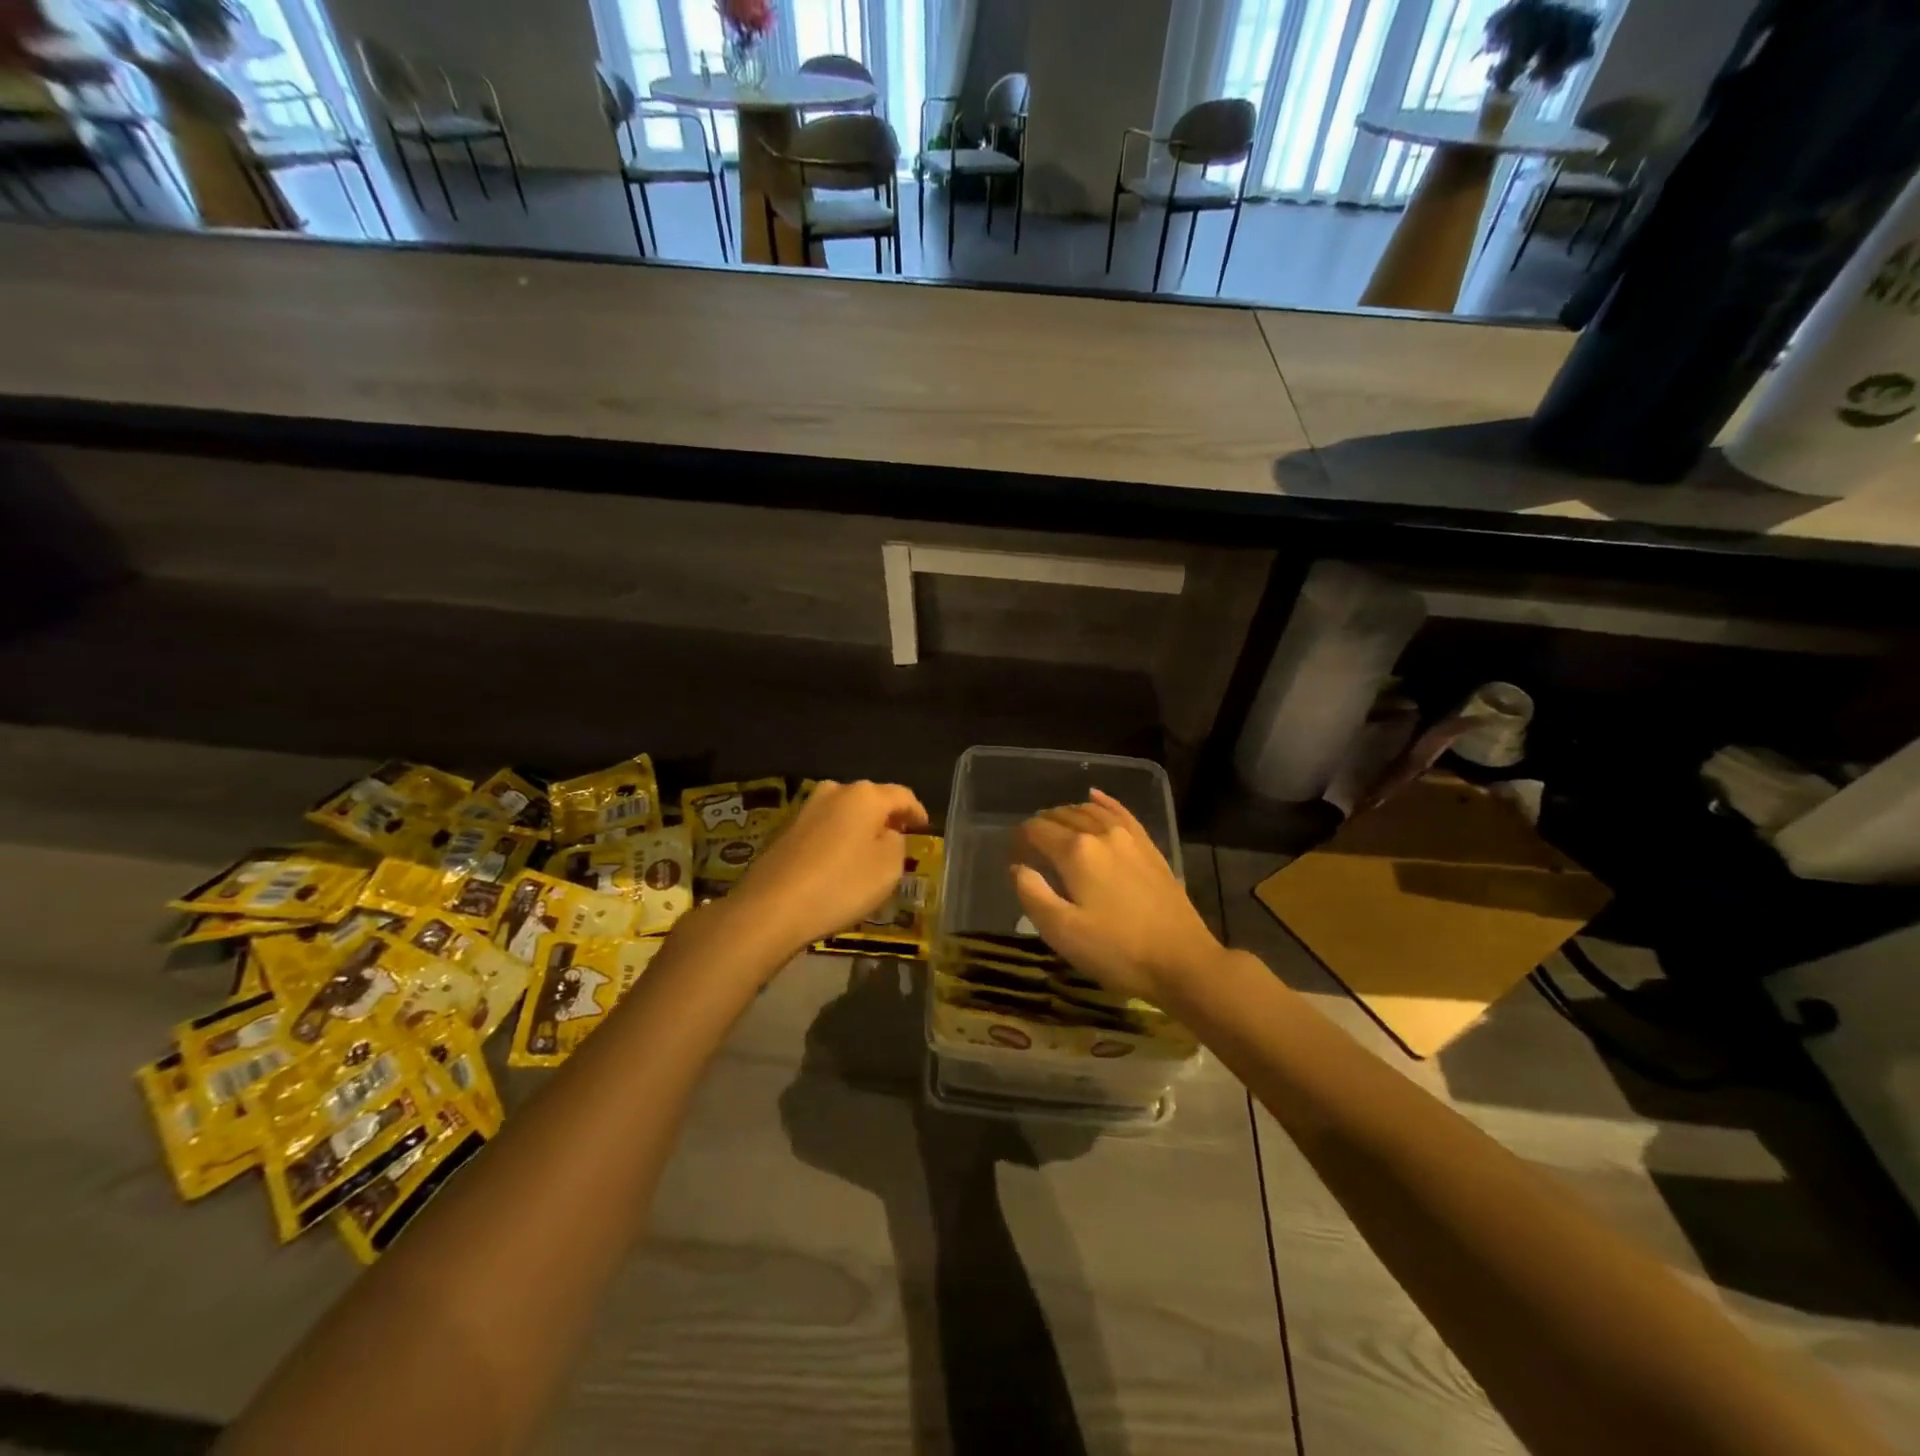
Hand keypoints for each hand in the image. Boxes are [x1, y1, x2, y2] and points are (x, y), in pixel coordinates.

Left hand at [729, 780, 928, 955]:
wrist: (772, 907)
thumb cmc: (841, 885)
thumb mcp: (888, 868)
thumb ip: (897, 844)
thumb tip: (888, 834)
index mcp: (865, 796)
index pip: (902, 796)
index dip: (917, 811)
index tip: (924, 827)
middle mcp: (835, 791)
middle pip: (871, 799)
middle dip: (886, 817)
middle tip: (899, 839)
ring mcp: (807, 809)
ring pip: (845, 812)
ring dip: (859, 828)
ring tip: (869, 852)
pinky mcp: (786, 829)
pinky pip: (824, 828)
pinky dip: (838, 839)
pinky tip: (839, 861)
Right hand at [1012, 789, 1224, 1002]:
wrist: (1183, 961)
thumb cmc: (1117, 951)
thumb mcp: (1062, 932)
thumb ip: (1032, 894)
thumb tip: (1017, 867)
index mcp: (1076, 852)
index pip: (1036, 830)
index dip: (1019, 840)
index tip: (1013, 858)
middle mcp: (1101, 833)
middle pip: (1062, 816)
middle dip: (1041, 826)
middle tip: (1030, 849)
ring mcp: (1129, 837)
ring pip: (1089, 811)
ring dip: (1067, 815)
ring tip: (1055, 828)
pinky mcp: (1149, 847)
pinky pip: (1120, 812)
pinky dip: (1103, 802)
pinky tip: (1094, 796)